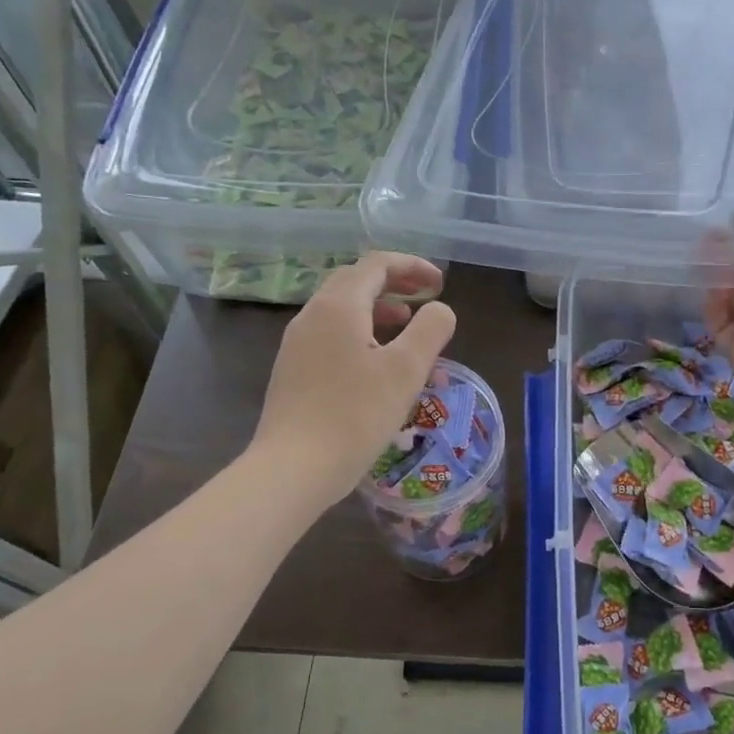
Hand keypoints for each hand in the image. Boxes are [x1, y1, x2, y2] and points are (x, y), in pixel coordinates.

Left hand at [252, 252, 456, 506]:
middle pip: (355, 281)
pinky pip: (332, 336)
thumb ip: (430, 330)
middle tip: (425, 298)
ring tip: (407, 329)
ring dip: (378, 310)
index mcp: (338, 306)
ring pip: (342, 311)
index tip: (441, 283)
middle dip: (394, 284)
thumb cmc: (355, 414)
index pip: (376, 264)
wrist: (293, 469)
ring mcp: (297, 344)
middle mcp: (312, 316)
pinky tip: (378, 365)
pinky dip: (361, 334)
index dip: (412, 266)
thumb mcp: (406, 370)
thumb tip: (439, 309)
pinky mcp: (293, 371)